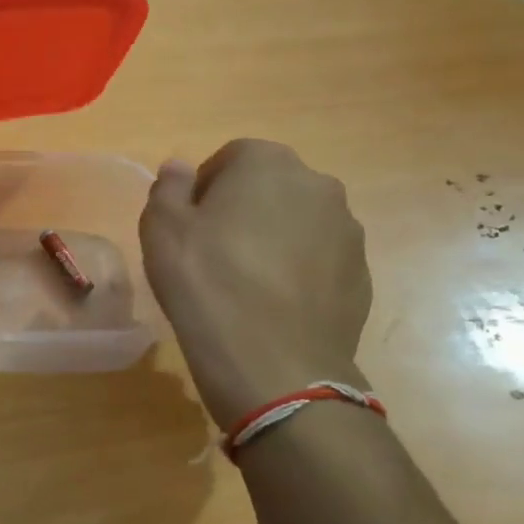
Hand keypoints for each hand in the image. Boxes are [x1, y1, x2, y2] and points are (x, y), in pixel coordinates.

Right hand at [139, 139, 372, 428]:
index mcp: (267, 163)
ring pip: (298, 223)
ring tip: (245, 284)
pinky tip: (273, 306)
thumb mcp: (162, 230)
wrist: (275, 365)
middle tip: (213, 253)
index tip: (189, 227)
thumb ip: (168, 188)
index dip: (204, 190)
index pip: (230, 158)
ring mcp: (348, 231)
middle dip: (242, 210)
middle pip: (269, 187)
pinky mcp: (362, 275)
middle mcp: (318, 185)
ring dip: (273, 240)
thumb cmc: (207, 285)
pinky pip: (319, 261)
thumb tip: (179, 167)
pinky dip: (297, 272)